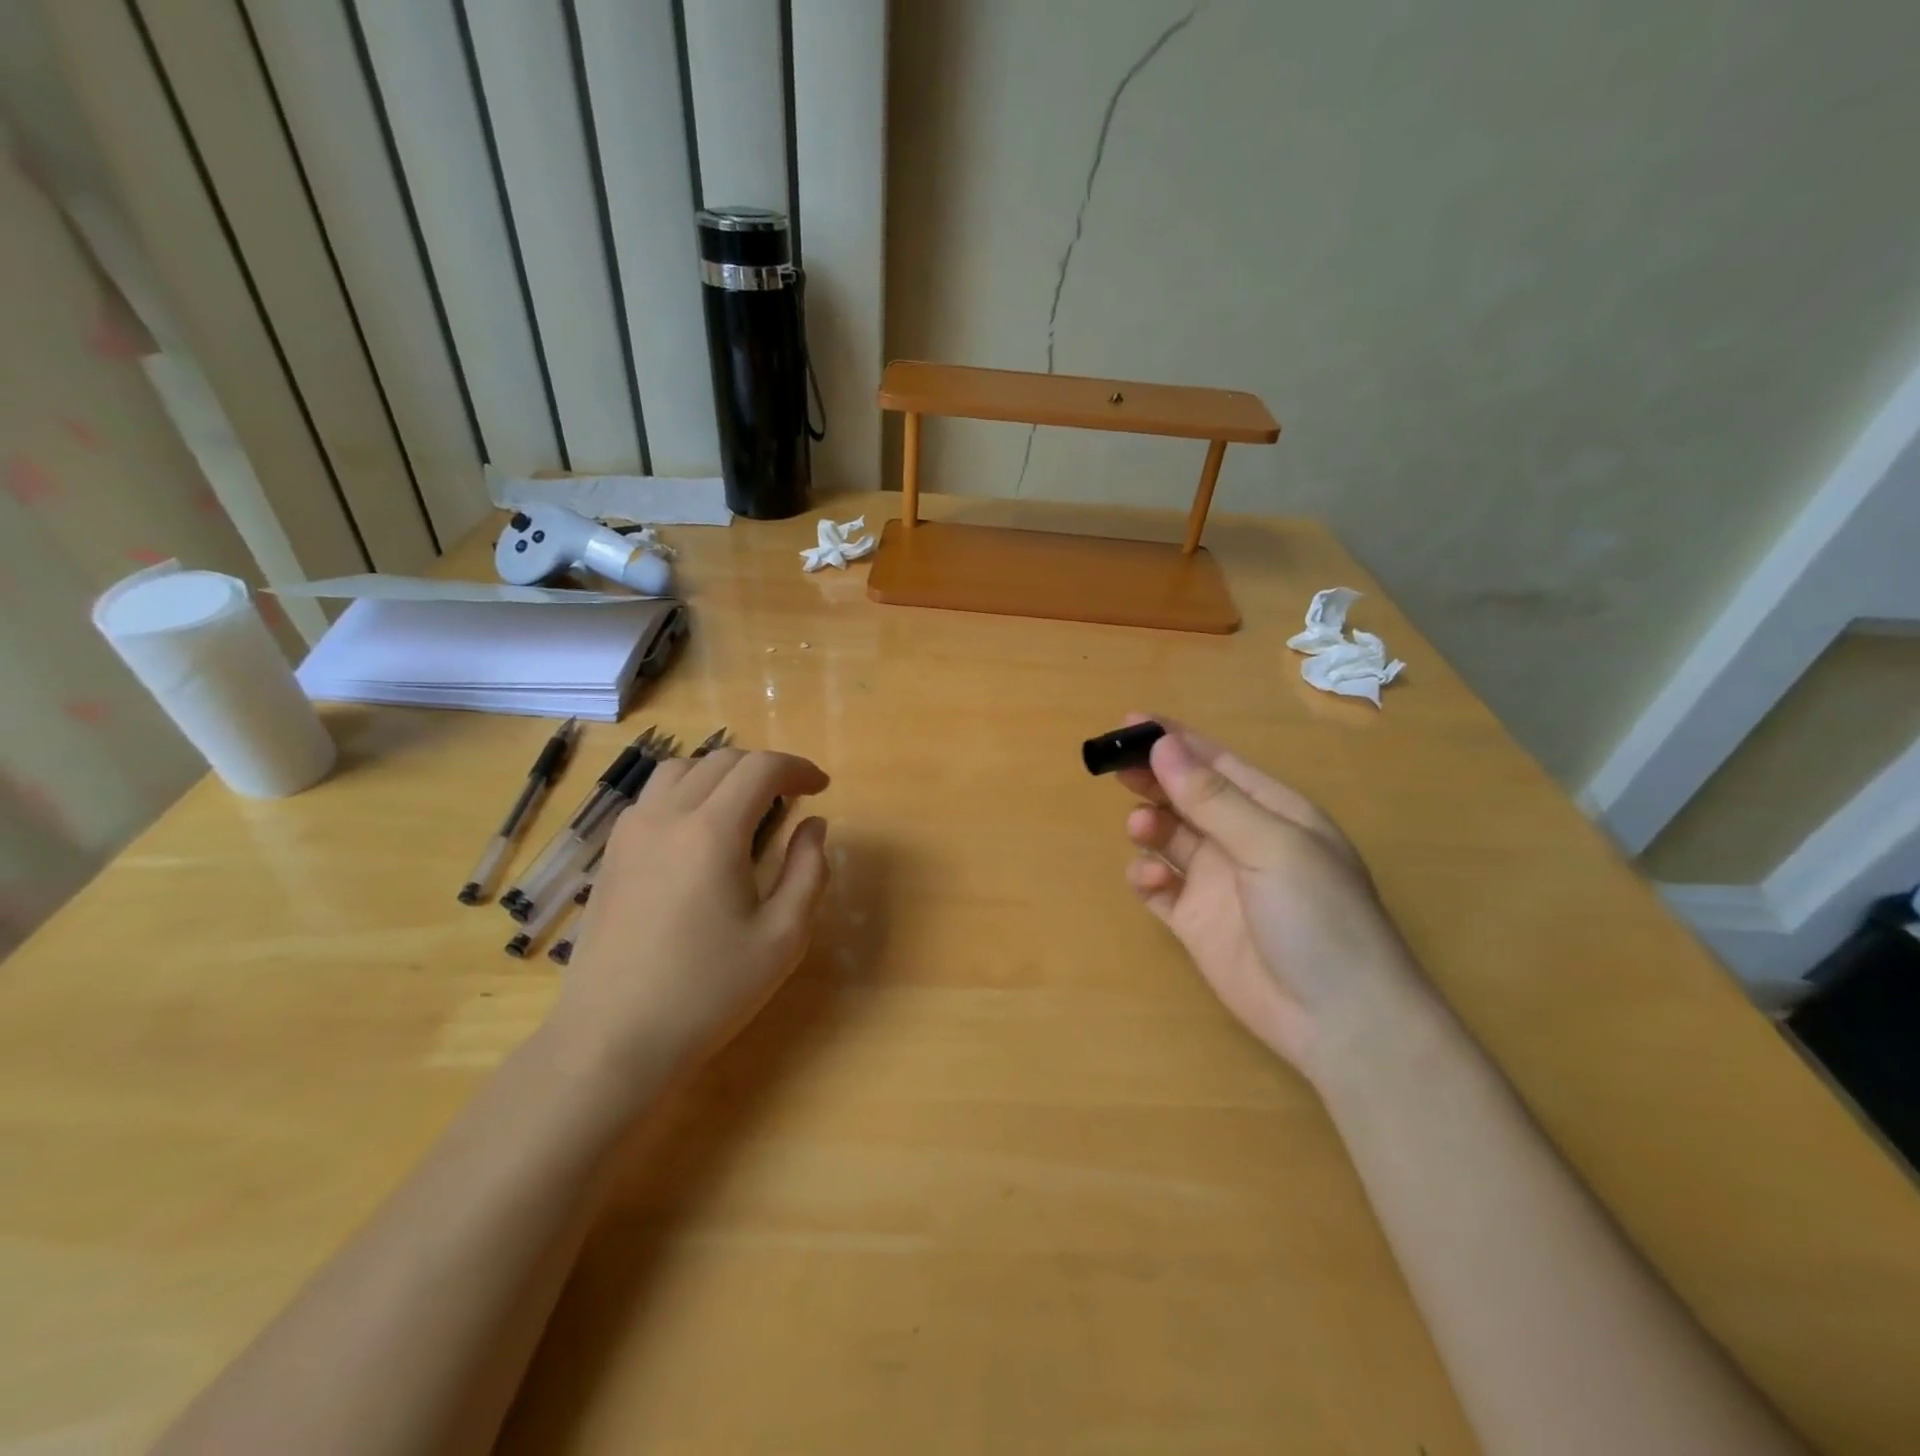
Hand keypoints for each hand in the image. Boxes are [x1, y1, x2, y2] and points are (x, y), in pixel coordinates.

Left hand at [548, 748, 830, 1094]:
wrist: (613, 1039)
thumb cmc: (708, 991)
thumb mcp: (783, 937)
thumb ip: (808, 871)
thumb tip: (813, 826)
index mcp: (712, 832)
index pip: (761, 768)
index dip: (798, 768)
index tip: (821, 788)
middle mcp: (666, 817)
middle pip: (721, 761)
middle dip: (765, 768)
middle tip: (792, 799)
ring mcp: (630, 833)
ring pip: (680, 770)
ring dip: (722, 774)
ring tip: (746, 807)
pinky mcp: (612, 855)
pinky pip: (653, 797)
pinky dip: (687, 792)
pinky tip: (700, 833)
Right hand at [1118, 716, 1431, 1080]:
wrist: (1340, 1022)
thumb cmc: (1320, 918)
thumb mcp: (1272, 847)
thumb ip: (1212, 800)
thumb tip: (1163, 746)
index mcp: (1273, 812)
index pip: (1217, 763)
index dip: (1175, 740)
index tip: (1128, 723)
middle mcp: (1243, 840)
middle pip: (1186, 796)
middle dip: (1153, 779)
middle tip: (1116, 770)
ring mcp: (1217, 881)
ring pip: (1168, 836)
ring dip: (1150, 825)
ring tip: (1143, 829)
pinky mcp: (1195, 921)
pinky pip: (1159, 885)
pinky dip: (1148, 875)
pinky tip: (1153, 880)